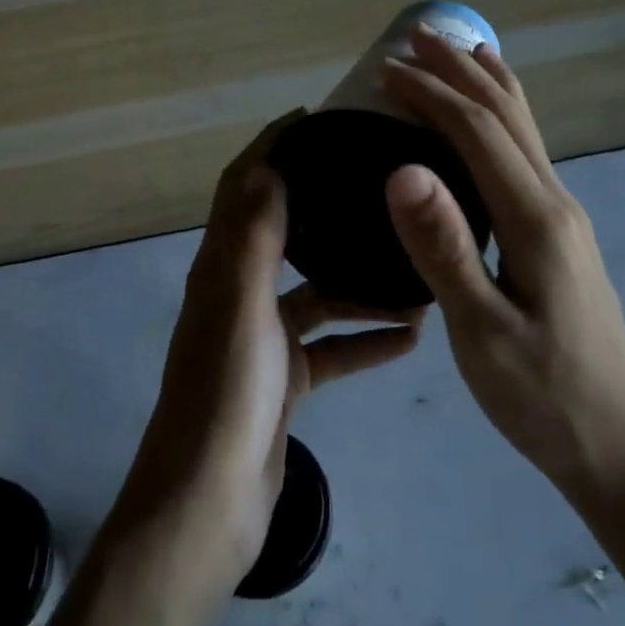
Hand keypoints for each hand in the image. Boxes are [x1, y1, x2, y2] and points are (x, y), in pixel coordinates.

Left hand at [114, 112, 422, 594]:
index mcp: (222, 269)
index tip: (313, 120)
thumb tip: (265, 165)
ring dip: (359, 281)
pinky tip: (411, 336)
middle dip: (322, 204)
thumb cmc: (226, 397)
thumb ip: (252, 238)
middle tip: (376, 180)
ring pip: (318, 294)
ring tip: (414, 265)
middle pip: (284, 234)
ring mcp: (263, 339)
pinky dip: (365, 338)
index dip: (269, 149)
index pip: (241, 189)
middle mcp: (239, 294)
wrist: (210, 504)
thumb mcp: (241, 307)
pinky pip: (332, 346)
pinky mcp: (285, 379)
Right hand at [382, 28, 624, 508]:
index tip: (383, 71)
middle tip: (415, 36)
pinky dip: (504, 119)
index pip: (477, 133)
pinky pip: (528, 154)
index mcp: (536, 219)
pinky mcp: (560, 236)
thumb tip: (403, 169)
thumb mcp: (482, 332)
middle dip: (460, 71)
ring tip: (460, 52)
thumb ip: (444, 248)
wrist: (620, 450)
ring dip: (488, 85)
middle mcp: (556, 202)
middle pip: (507, 116)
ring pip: (525, 130)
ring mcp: (564, 218)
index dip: (431, 94)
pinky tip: (494, 124)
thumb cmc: (543, 396)